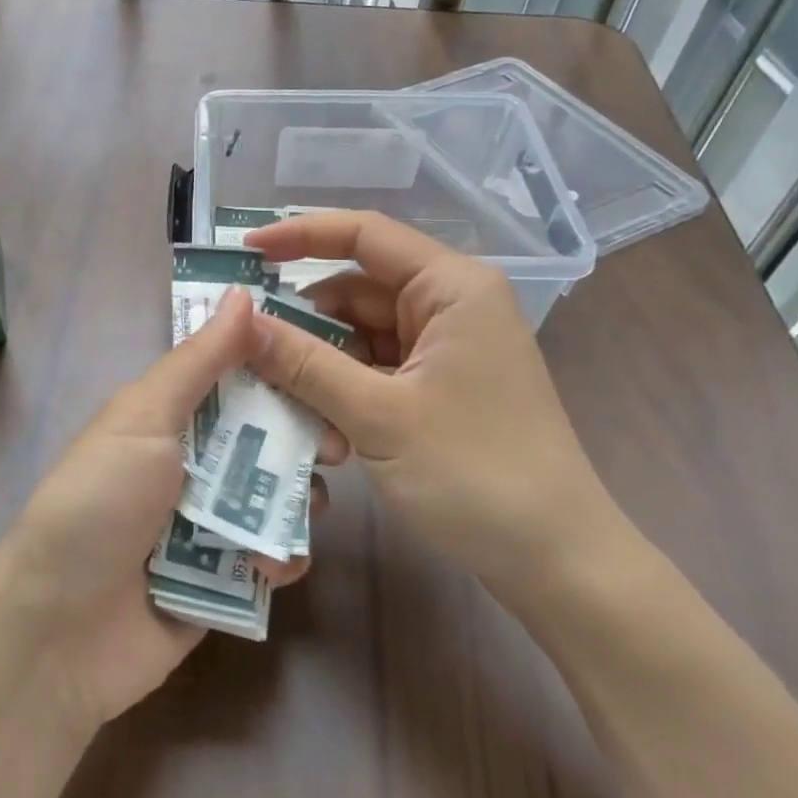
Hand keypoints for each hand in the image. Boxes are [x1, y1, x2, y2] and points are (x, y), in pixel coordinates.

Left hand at [0, 287, 314, 728]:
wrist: (59, 631)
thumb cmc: (99, 503)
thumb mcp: (143, 419)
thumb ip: (198, 362)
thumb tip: (243, 293)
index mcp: (170, 419)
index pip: (238, 379)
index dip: (282, 371)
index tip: (328, 366)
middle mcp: (193, 465)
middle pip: (266, 439)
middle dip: (303, 440)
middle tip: (335, 448)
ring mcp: (208, 525)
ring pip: (276, 499)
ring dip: (295, 503)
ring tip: (303, 510)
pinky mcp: (223, 580)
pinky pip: (271, 559)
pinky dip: (280, 559)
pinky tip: (271, 566)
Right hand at [244, 210, 625, 608]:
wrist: (558, 563)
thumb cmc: (476, 474)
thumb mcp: (377, 415)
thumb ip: (303, 363)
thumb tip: (239, 321)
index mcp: (451, 287)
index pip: (364, 234)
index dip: (300, 234)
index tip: (245, 253)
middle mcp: (450, 306)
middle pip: (356, 291)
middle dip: (304, 325)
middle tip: (247, 353)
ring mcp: (446, 349)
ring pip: (360, 336)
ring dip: (321, 370)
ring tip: (289, 412)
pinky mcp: (440, 386)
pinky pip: (375, 371)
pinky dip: (345, 394)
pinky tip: (326, 438)